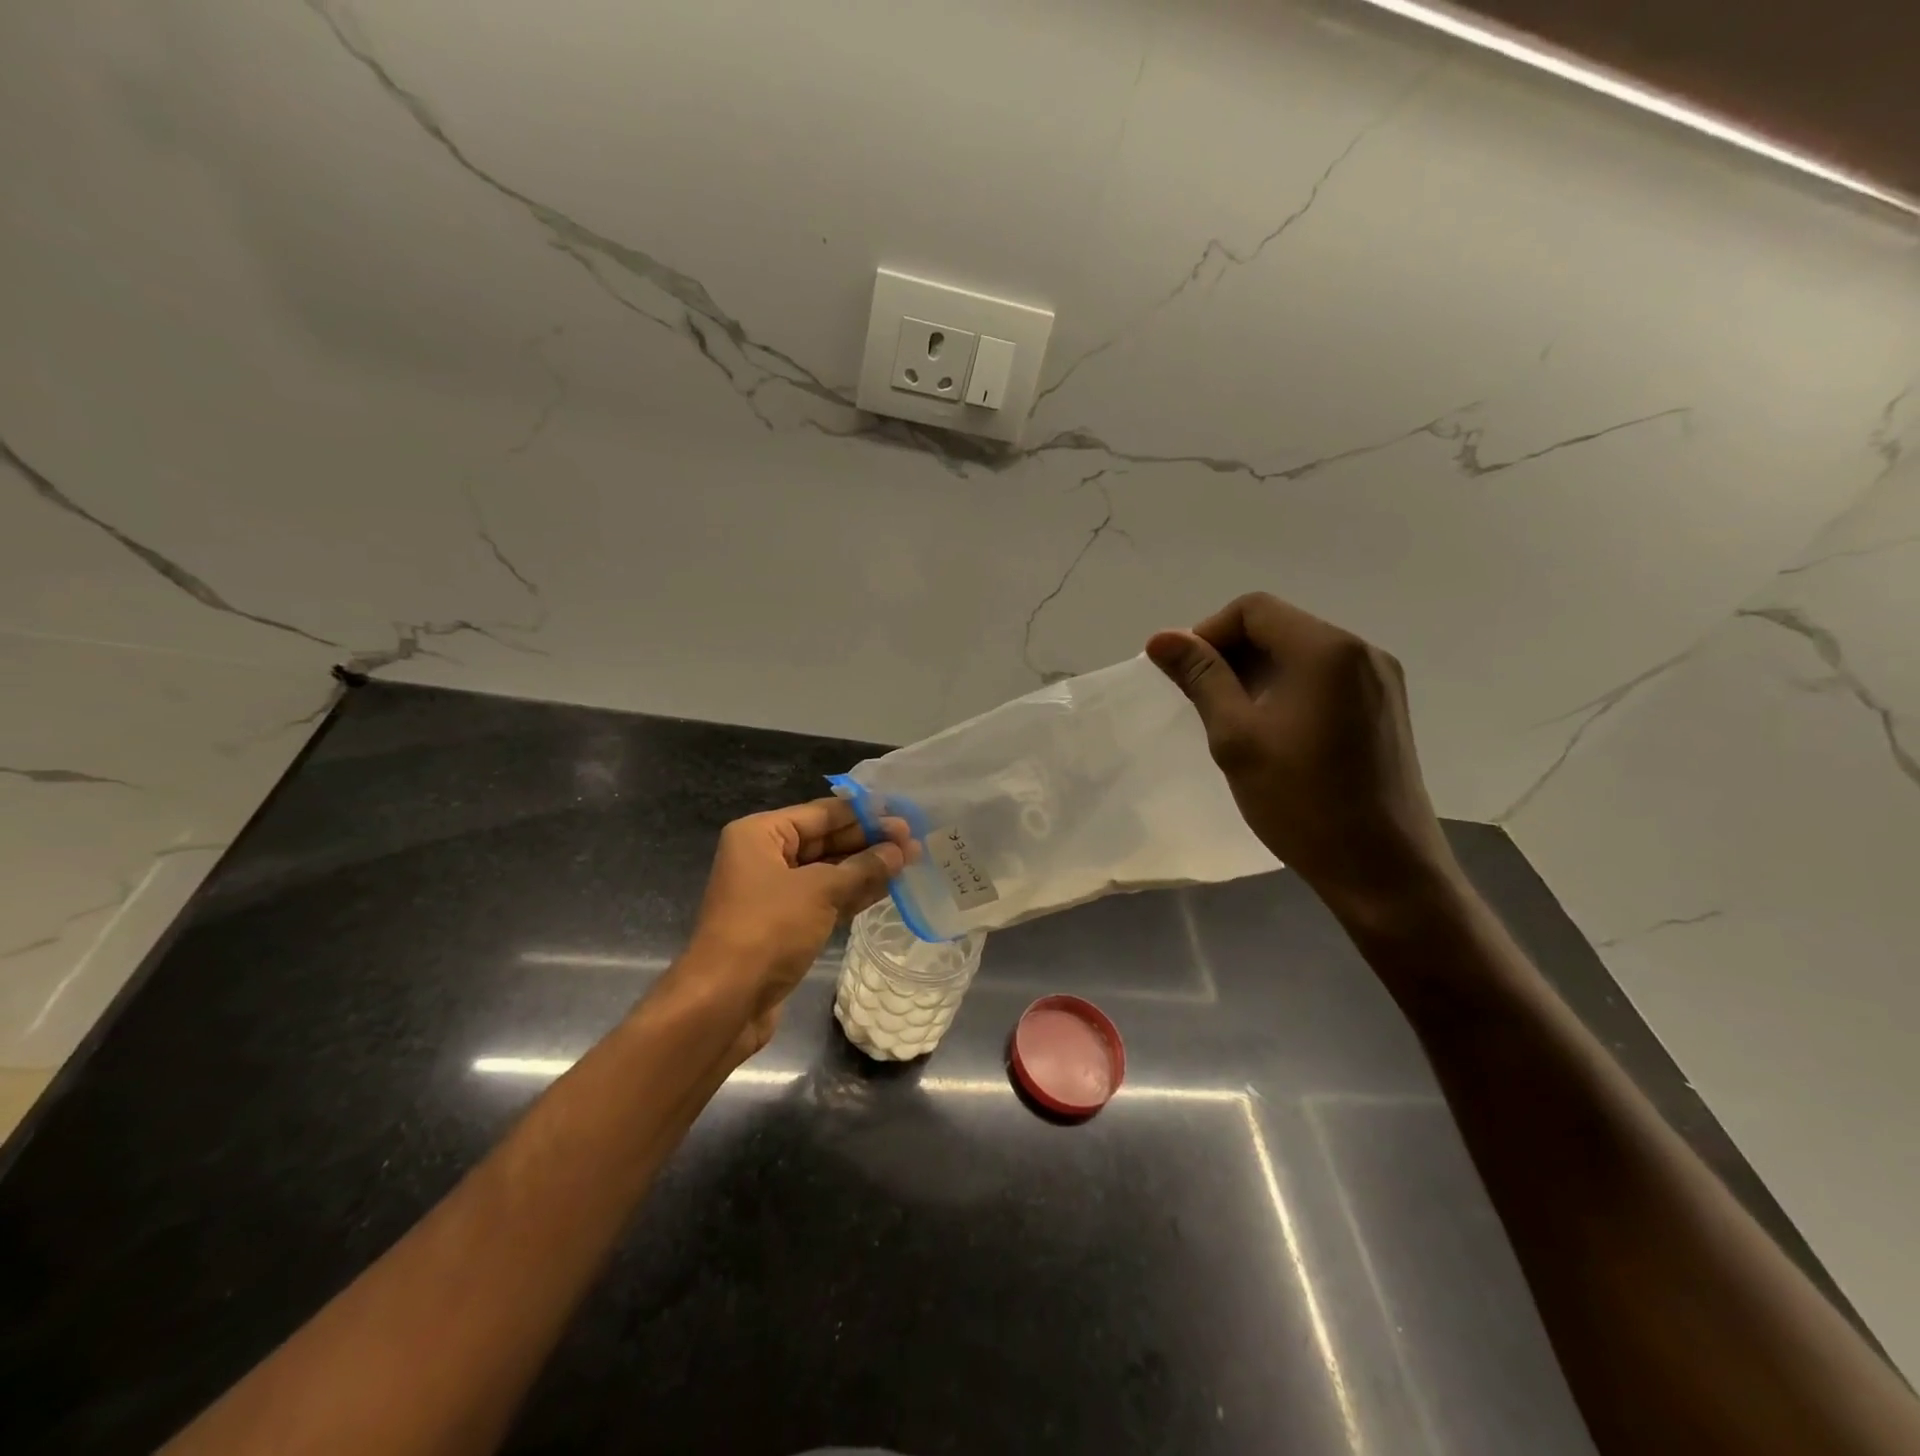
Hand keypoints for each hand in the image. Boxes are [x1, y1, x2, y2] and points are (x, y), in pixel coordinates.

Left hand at [684, 798, 910, 1050]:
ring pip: (829, 871)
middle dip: (869, 841)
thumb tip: (899, 850)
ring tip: (911, 861)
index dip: (865, 814)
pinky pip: (825, 899)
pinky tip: (888, 888)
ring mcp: (774, 893)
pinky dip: (854, 893)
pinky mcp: (785, 924)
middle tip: (914, 841)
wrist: (725, 1001)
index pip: (822, 813)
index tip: (904, 815)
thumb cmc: (768, 930)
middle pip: (826, 840)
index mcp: (761, 834)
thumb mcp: (819, 891)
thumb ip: (862, 867)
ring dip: (867, 868)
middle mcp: (765, 857)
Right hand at [1146, 593, 1457, 920]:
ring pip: (1301, 653)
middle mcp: (1362, 651)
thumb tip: (1161, 638)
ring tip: (1230, 720)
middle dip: (1230, 653)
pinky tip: (1271, 731)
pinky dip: (1287, 689)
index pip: (1253, 609)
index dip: (1207, 633)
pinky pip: (1324, 678)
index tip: (1183, 677)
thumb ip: (1201, 678)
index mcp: (1327, 650)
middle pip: (1280, 626)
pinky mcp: (1384, 708)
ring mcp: (1381, 680)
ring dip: (1256, 673)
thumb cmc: (1302, 802)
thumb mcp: (1237, 737)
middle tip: (1199, 700)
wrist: (1382, 869)